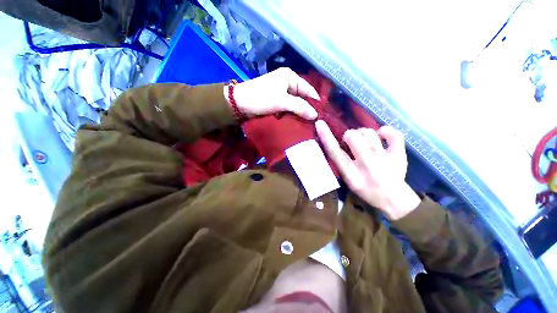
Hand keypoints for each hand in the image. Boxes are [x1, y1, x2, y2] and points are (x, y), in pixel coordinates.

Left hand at [224, 68, 319, 119]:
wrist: (239, 104)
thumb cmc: (261, 98)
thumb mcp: (281, 101)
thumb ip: (300, 107)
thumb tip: (315, 116)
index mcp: (290, 77)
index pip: (308, 89)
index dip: (315, 101)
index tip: (322, 115)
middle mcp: (287, 83)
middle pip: (303, 97)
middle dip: (308, 109)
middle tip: (316, 122)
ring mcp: (282, 94)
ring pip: (296, 104)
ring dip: (300, 113)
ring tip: (309, 125)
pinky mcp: (277, 102)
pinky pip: (289, 109)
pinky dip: (293, 115)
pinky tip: (298, 123)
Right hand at [316, 120, 420, 219]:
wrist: (393, 199)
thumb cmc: (366, 189)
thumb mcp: (348, 180)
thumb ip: (341, 163)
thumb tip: (337, 142)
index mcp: (351, 174)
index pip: (334, 152)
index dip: (326, 136)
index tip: (320, 123)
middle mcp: (366, 165)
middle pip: (353, 137)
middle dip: (349, 135)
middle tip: (352, 141)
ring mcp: (384, 160)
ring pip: (370, 133)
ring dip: (364, 132)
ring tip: (365, 140)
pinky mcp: (399, 155)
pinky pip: (394, 134)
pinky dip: (386, 130)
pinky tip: (382, 134)